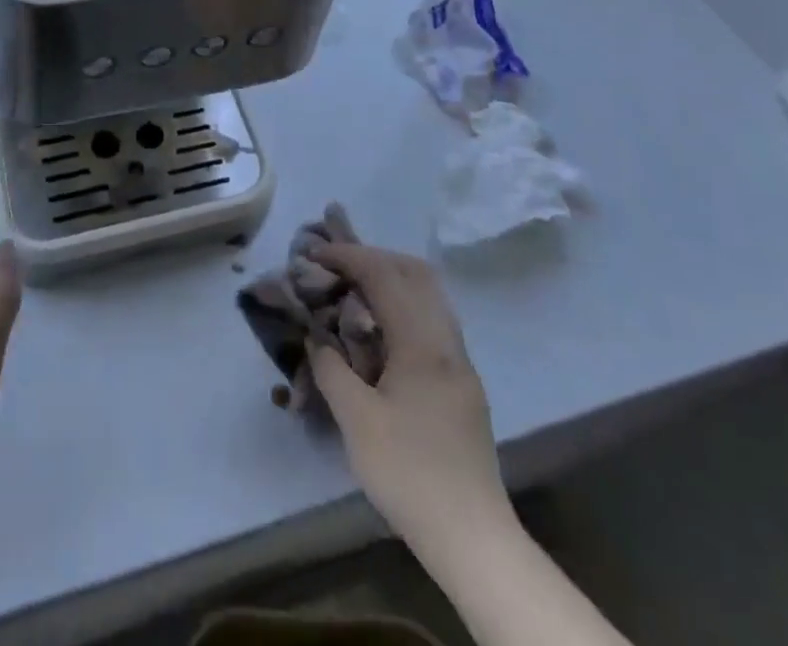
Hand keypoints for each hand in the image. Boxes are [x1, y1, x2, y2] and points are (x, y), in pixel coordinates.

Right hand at [307, 243, 515, 552]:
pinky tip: (382, 330)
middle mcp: (447, 340)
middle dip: (373, 257)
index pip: (383, 275)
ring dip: (392, 279)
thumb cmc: (409, 474)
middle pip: (414, 272)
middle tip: (338, 265)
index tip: (315, 252)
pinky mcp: (464, 382)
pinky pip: (433, 319)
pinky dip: (405, 304)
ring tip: (356, 290)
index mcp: (421, 342)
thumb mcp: (356, 422)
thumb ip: (331, 370)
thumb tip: (317, 339)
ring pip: (429, 294)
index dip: (347, 255)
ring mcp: (460, 361)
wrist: (473, 536)